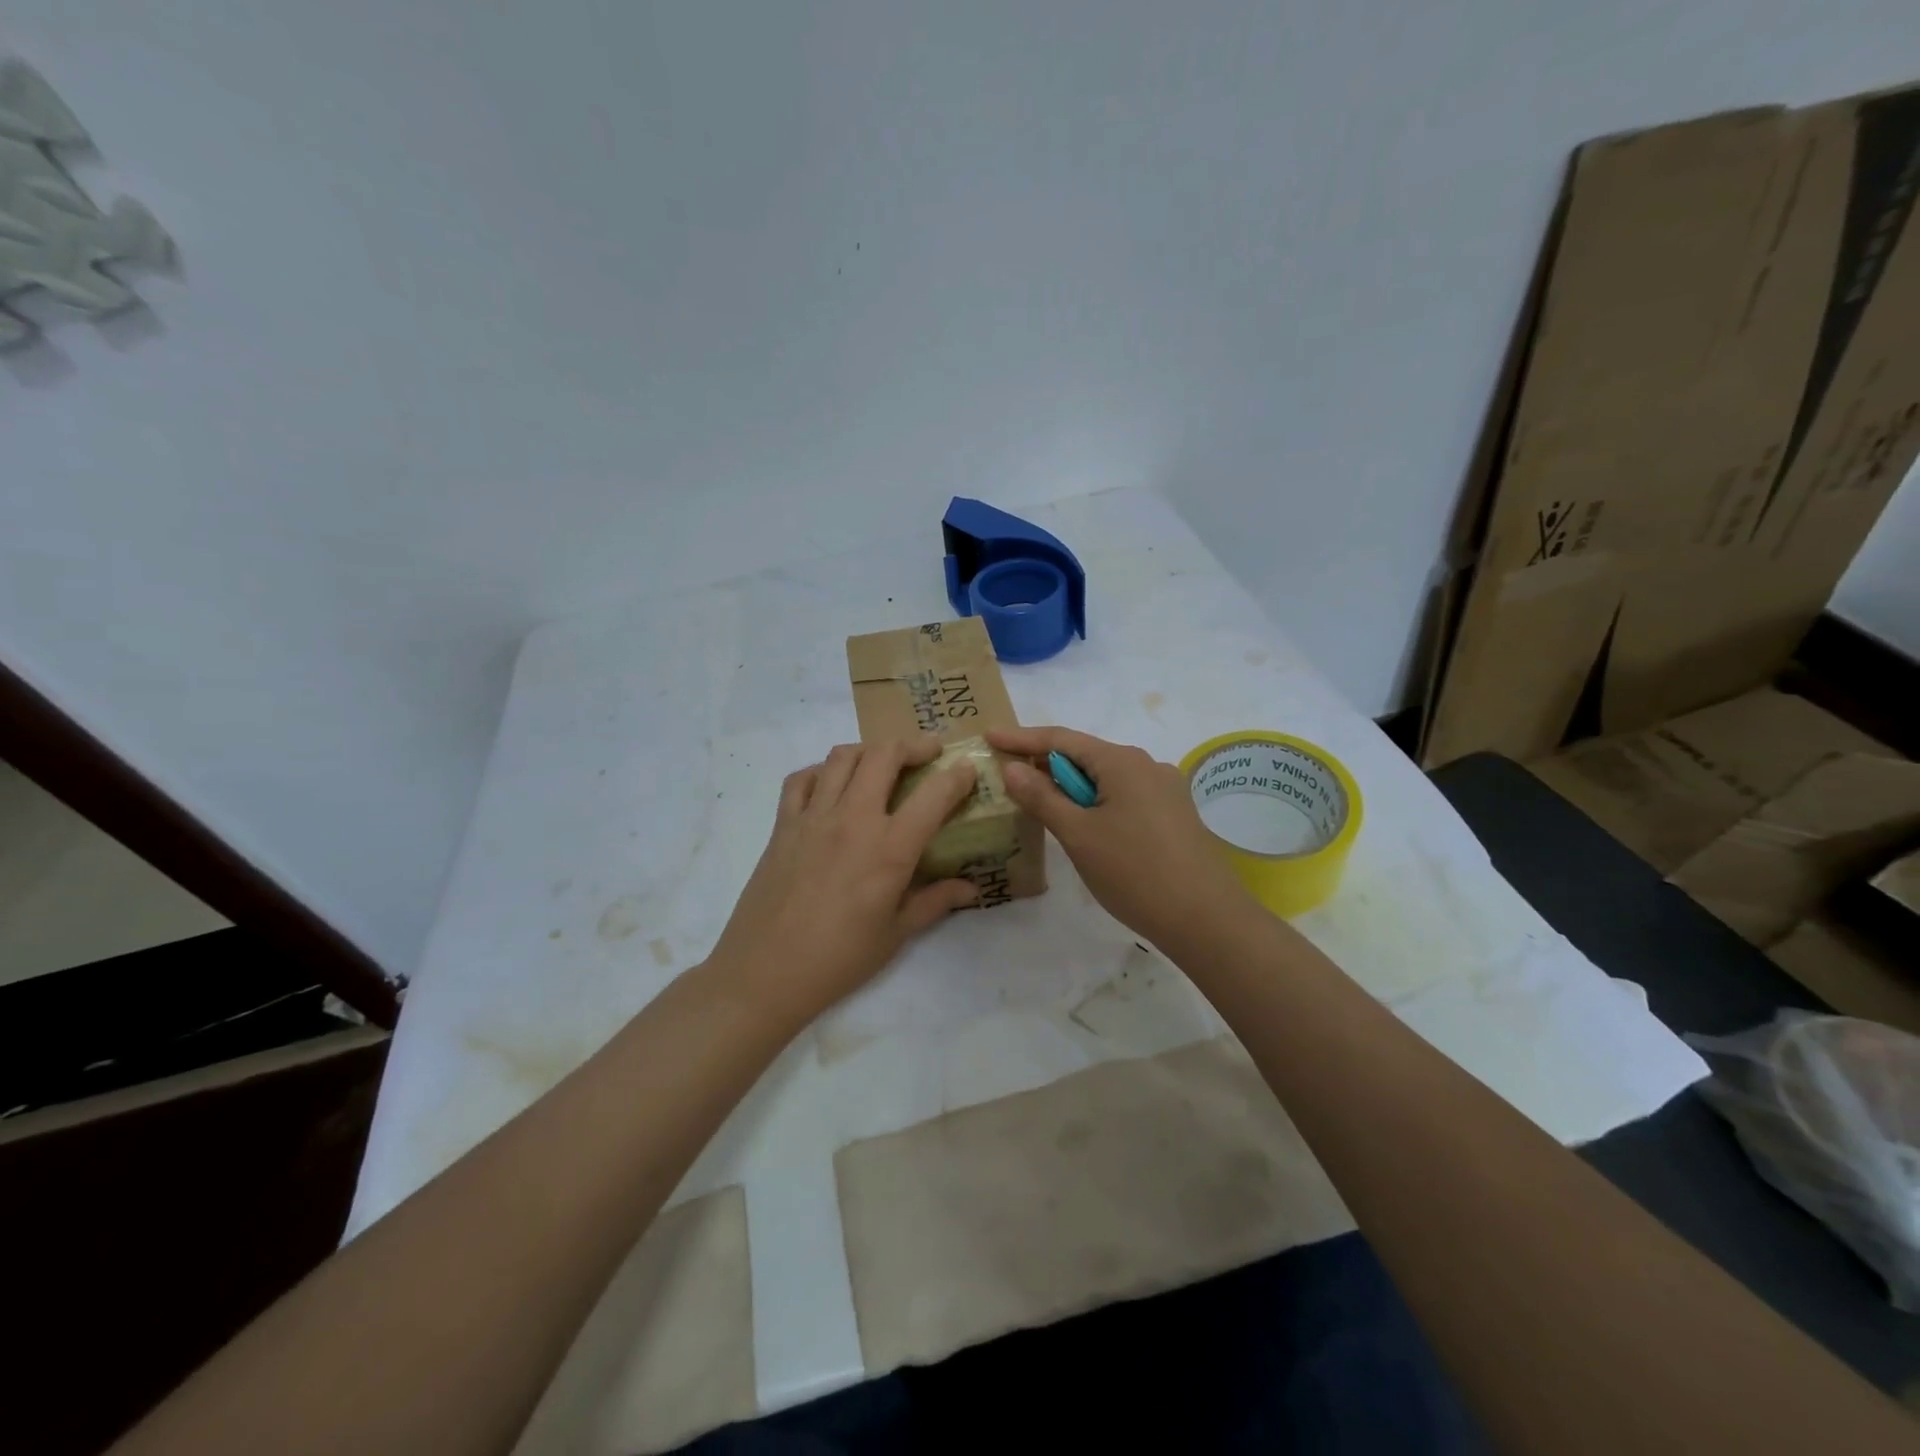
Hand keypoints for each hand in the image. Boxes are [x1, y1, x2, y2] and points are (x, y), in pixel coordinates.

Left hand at [706, 737, 979, 1022]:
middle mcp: (853, 819)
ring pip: (843, 757)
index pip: (934, 794)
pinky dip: (822, 771)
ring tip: (883, 763)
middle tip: (929, 752)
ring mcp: (813, 817)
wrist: (764, 973)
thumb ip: (934, 902)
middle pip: (885, 755)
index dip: (957, 776)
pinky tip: (832, 785)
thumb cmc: (838, 960)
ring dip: (870, 751)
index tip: (967, 771)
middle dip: (913, 745)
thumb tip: (970, 888)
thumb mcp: (895, 935)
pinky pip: (802, 779)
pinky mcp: (783, 825)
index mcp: (889, 849)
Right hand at [987, 726, 1257, 949]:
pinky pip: (1124, 796)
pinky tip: (1083, 825)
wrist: (1207, 920)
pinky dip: (1095, 803)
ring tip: (1040, 803)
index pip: (1061, 739)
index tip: (989, 737)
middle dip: (1045, 764)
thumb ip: (1042, 797)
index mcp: (1122, 762)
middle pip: (1085, 755)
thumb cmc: (1135, 873)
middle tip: (1008, 774)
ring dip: (1070, 787)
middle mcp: (1147, 765)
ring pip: (1106, 779)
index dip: (1022, 738)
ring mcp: (1165, 790)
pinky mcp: (1174, 815)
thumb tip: (1013, 767)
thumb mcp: (1078, 835)